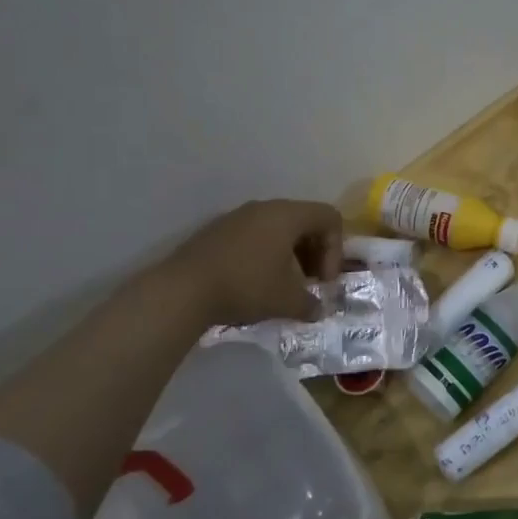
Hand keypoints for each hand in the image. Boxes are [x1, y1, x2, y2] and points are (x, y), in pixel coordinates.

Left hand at [167, 199, 343, 326]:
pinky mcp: (216, 231)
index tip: (323, 280)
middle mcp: (264, 208)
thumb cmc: (246, 286)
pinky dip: (265, 255)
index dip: (335, 250)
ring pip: (278, 229)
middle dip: (314, 253)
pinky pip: (254, 236)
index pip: (329, 218)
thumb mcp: (287, 301)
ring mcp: (237, 217)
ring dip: (290, 255)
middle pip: (305, 221)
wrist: (181, 291)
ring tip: (283, 285)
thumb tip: (317, 310)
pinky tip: (255, 282)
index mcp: (287, 215)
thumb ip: (310, 304)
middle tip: (309, 282)